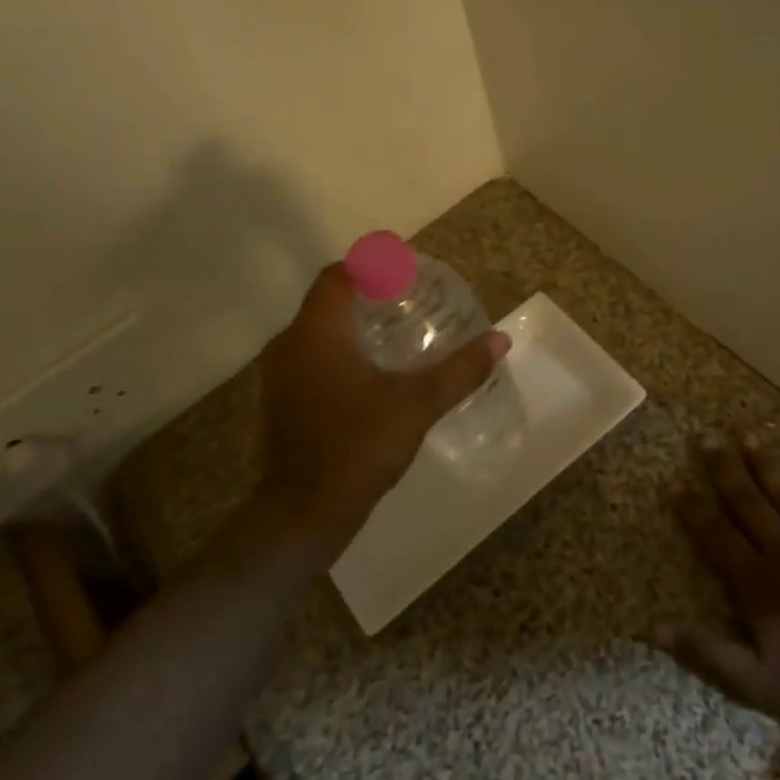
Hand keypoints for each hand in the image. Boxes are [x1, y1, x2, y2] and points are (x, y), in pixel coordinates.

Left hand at [253, 263, 509, 546]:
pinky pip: (310, 358)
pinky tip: (369, 374)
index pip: (338, 275)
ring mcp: (279, 375)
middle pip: (327, 301)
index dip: (370, 267)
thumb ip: (459, 370)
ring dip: (351, 325)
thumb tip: (500, 340)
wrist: (303, 512)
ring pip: (317, 331)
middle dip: (365, 295)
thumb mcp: (417, 405)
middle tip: (408, 301)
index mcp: (318, 332)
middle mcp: (290, 343)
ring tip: (395, 334)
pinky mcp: (280, 401)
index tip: (404, 272)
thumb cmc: (358, 446)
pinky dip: (338, 352)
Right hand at [657, 434, 779, 724]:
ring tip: (750, 435)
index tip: (675, 486)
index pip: (716, 535)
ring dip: (766, 464)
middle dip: (725, 469)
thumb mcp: (751, 680)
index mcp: (755, 580)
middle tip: (707, 437)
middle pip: (747, 502)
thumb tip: (652, 628)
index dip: (693, 510)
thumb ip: (703, 650)